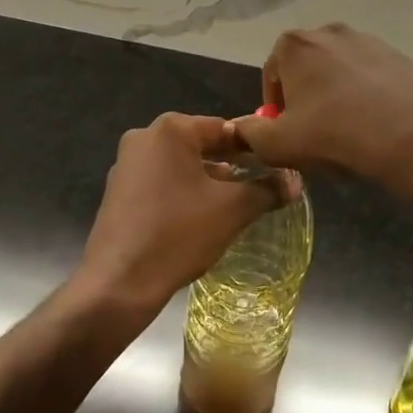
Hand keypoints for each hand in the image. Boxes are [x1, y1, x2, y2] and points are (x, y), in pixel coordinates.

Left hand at [74, 114, 278, 324]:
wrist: (118, 283)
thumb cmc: (178, 234)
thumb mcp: (232, 210)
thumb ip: (267, 189)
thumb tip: (295, 182)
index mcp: (170, 129)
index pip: (224, 129)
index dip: (253, 148)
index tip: (275, 168)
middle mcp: (144, 137)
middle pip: (200, 145)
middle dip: (230, 165)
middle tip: (258, 188)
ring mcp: (126, 164)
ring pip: (180, 165)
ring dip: (206, 181)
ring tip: (232, 206)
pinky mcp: (117, 191)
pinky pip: (160, 182)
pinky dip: (182, 193)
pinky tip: (197, 220)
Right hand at [231, 25, 412, 188]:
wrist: (411, 137)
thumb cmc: (335, 135)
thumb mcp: (278, 145)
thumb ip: (248, 134)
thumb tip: (239, 128)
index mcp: (294, 44)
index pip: (272, 75)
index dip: (276, 108)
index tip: (287, 134)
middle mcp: (328, 31)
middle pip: (306, 69)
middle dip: (306, 98)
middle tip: (315, 134)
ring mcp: (366, 40)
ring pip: (338, 71)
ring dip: (335, 95)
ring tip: (346, 130)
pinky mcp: (396, 54)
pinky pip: (369, 75)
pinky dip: (365, 94)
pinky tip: (373, 122)